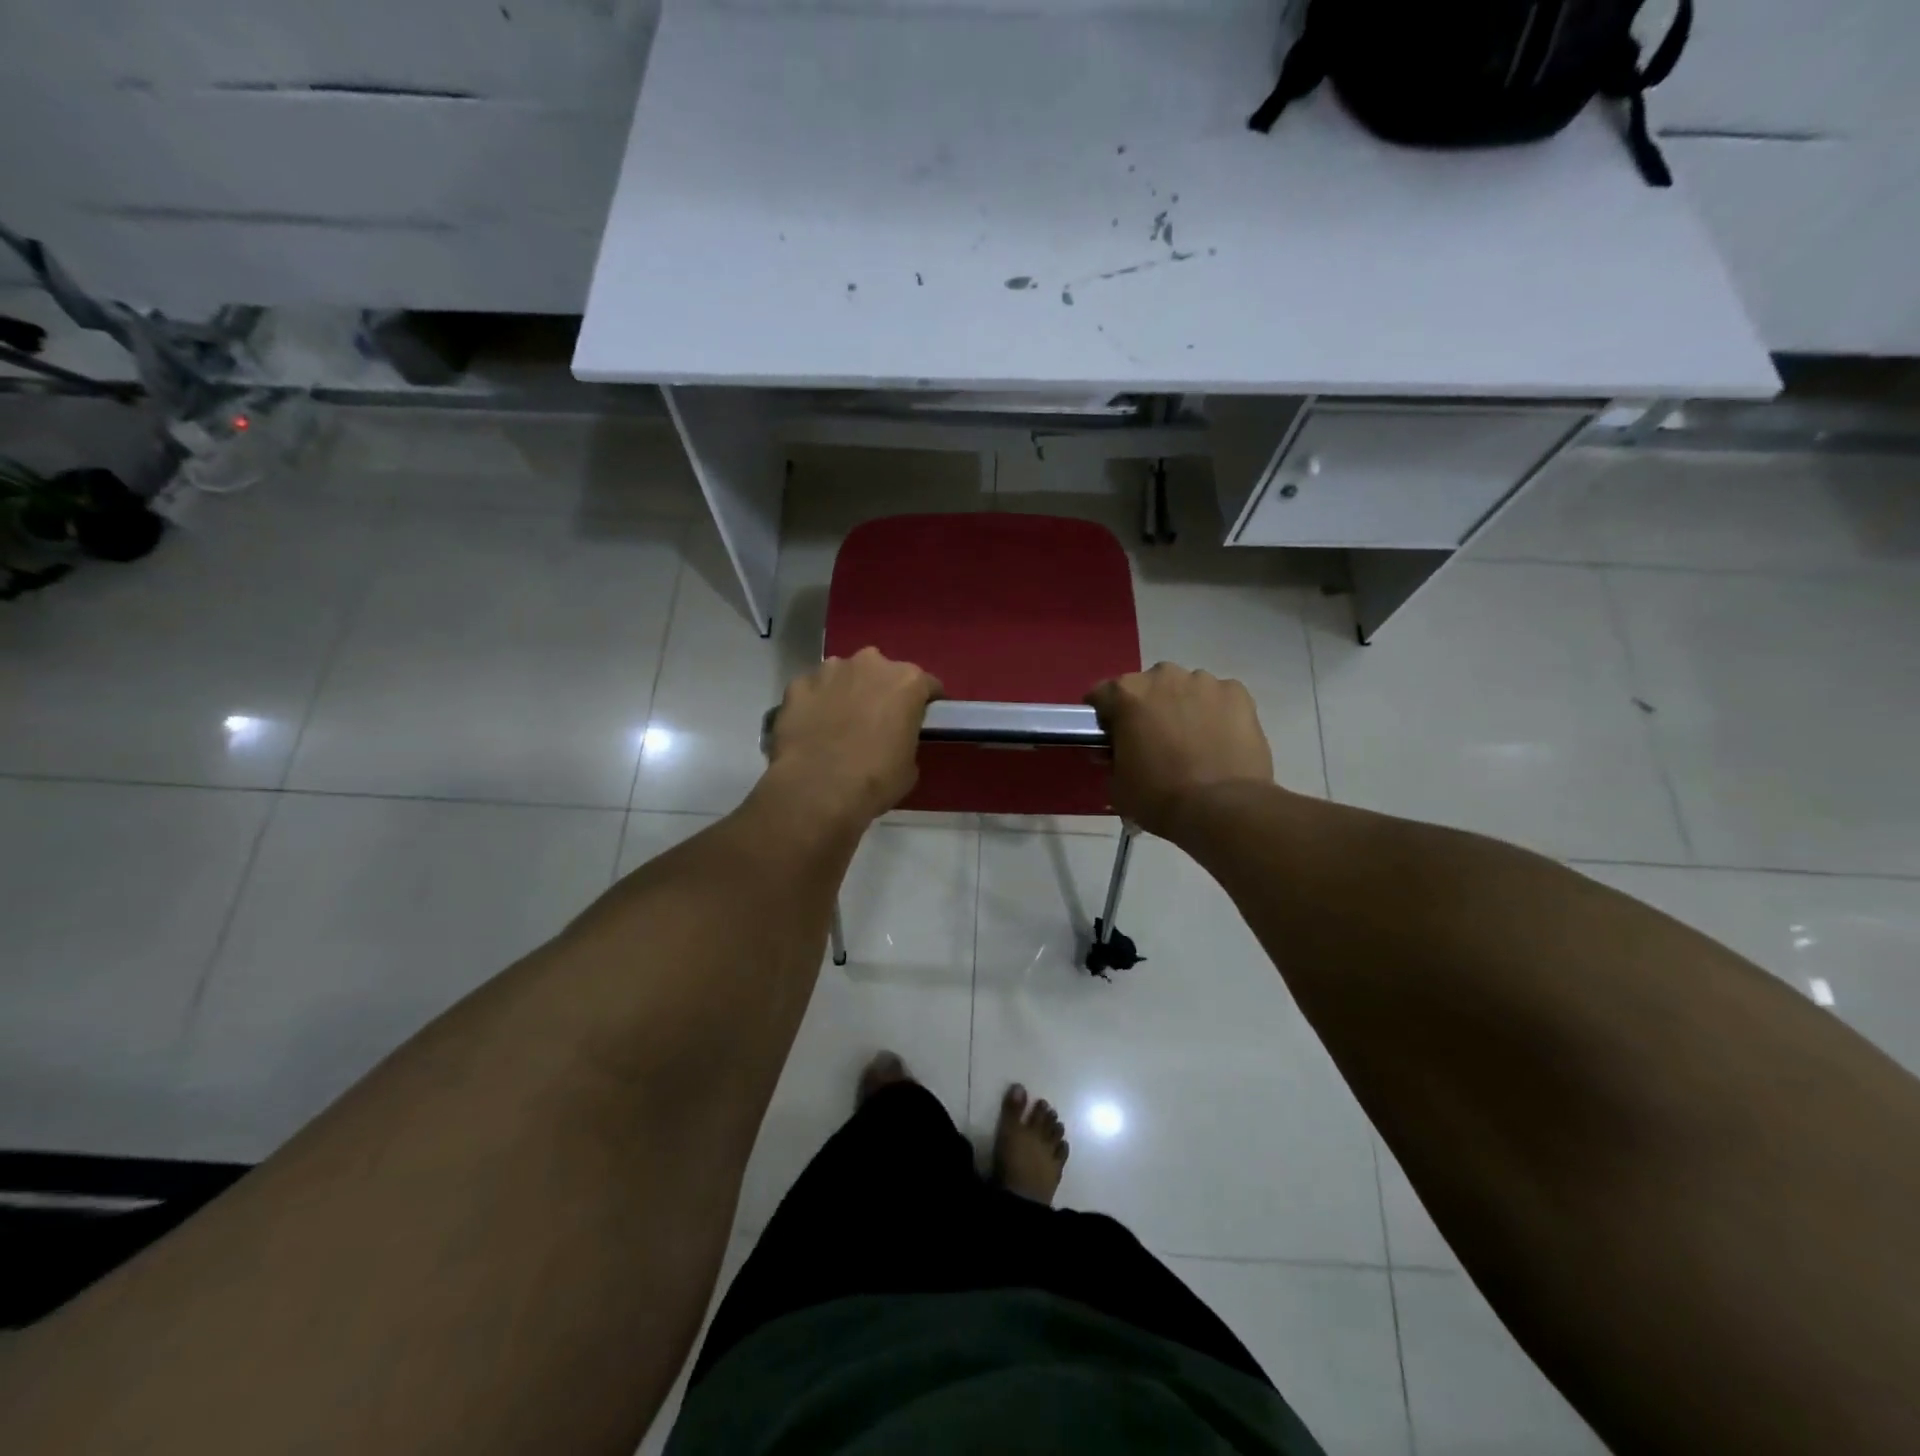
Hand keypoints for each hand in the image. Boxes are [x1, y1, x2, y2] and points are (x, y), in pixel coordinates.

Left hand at [765, 648, 942, 825]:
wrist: (816, 790)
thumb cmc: (875, 779)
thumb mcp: (909, 766)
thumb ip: (905, 738)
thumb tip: (894, 739)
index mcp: (907, 681)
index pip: (927, 685)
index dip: (924, 703)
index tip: (919, 720)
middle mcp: (870, 664)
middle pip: (882, 673)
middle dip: (880, 691)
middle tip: (876, 721)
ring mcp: (829, 670)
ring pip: (843, 675)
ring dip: (845, 692)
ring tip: (839, 724)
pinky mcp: (797, 685)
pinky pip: (812, 690)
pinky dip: (814, 703)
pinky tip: (811, 728)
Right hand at [1086, 663, 1274, 837]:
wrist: (1221, 808)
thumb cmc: (1158, 797)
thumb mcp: (1116, 784)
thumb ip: (1112, 758)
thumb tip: (1118, 752)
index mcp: (1127, 694)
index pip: (1102, 695)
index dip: (1104, 718)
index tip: (1111, 737)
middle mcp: (1164, 677)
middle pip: (1147, 686)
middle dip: (1147, 707)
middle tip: (1153, 740)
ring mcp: (1204, 682)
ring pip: (1186, 689)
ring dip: (1182, 707)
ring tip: (1191, 741)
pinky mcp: (1238, 693)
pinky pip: (1219, 698)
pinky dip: (1216, 713)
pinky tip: (1219, 740)